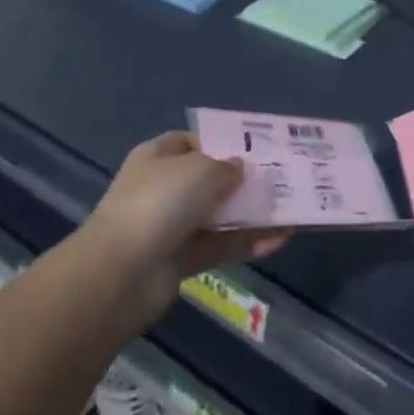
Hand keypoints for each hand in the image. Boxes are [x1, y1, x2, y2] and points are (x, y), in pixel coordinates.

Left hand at [82, 132, 288, 325]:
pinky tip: (279, 239)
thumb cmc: (160, 202)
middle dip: (243, 181)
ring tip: (290, 210)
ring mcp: (170, 226)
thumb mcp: (201, 169)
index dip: (221, 143)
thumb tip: (239, 169)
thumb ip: (226, 166)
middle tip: (280, 179)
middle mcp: (162, 188)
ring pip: (219, 216)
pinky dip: (247, 242)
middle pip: (209, 180)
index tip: (254, 148)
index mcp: (157, 157)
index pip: (192, 142)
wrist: (123, 272)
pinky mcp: (181, 260)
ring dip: (251, 214)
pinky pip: (220, 246)